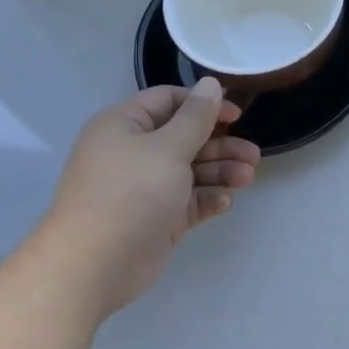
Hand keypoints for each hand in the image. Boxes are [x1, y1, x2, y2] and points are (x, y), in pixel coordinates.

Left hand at [38, 79, 259, 319]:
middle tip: (253, 155)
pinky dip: (207, 198)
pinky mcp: (157, 218)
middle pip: (185, 138)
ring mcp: (145, 188)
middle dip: (221, 146)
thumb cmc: (131, 193)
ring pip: (191, 171)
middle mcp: (134, 153)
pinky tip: (225, 202)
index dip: (203, 105)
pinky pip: (188, 200)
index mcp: (125, 126)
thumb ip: (196, 117)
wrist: (95, 265)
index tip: (236, 116)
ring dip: (221, 172)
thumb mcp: (168, 147)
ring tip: (247, 179)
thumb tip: (211, 83)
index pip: (168, 102)